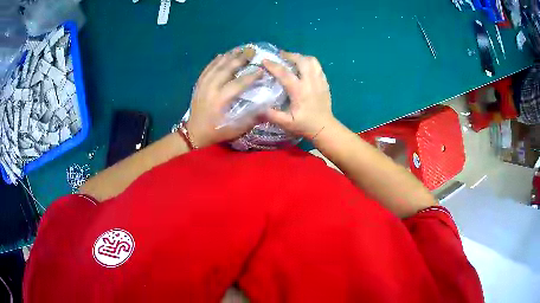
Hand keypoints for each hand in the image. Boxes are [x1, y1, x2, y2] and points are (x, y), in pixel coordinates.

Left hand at [186, 49, 262, 147]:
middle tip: (252, 51)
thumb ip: (251, 118)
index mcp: (220, 101)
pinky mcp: (198, 84)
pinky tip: (222, 54)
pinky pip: (207, 68)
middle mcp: (211, 89)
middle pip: (226, 69)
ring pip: (216, 66)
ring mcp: (203, 85)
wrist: (193, 133)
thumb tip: (266, 107)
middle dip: (240, 59)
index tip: (261, 70)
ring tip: (240, 49)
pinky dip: (215, 61)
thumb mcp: (235, 130)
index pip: (238, 84)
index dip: (251, 76)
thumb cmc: (216, 132)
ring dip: (229, 56)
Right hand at [262, 52, 334, 138]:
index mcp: (299, 91)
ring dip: (301, 57)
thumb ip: (272, 115)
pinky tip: (304, 68)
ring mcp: (319, 81)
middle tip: (281, 55)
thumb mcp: (286, 123)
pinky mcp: (325, 82)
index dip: (273, 65)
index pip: (284, 73)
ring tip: (293, 59)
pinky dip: (310, 63)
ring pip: (312, 61)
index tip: (264, 60)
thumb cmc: (305, 125)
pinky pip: (318, 67)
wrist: (324, 128)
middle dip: (290, 55)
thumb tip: (258, 107)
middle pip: (301, 60)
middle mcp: (310, 82)